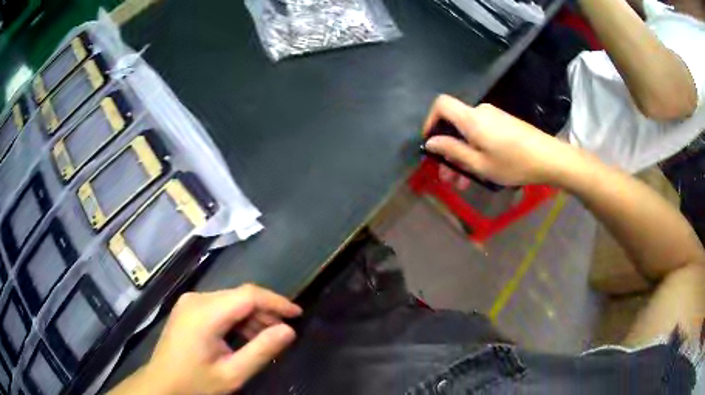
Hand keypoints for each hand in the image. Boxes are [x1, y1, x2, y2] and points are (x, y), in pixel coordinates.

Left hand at [112, 284, 301, 394]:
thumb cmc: (196, 382)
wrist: (163, 384)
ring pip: (231, 301)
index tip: (298, 314)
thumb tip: (288, 330)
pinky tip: (245, 337)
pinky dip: (237, 320)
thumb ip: (261, 351)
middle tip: (284, 332)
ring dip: (252, 317)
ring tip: (267, 338)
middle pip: (239, 296)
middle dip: (265, 312)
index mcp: (205, 313)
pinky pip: (220, 307)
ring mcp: (190, 302)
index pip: (248, 295)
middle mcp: (196, 299)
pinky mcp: (189, 309)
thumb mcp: (232, 373)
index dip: (276, 302)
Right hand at [423, 95, 580, 187]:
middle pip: (455, 124)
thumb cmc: (513, 163)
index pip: (441, 104)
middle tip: (447, 176)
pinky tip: (479, 171)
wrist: (549, 158)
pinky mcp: (503, 123)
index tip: (430, 142)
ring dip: (462, 155)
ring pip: (468, 133)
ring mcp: (493, 117)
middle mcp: (480, 112)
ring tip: (462, 182)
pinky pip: (481, 134)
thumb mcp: (480, 164)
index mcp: (471, 119)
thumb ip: (453, 151)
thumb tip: (431, 142)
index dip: (430, 120)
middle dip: (448, 149)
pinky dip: (475, 150)